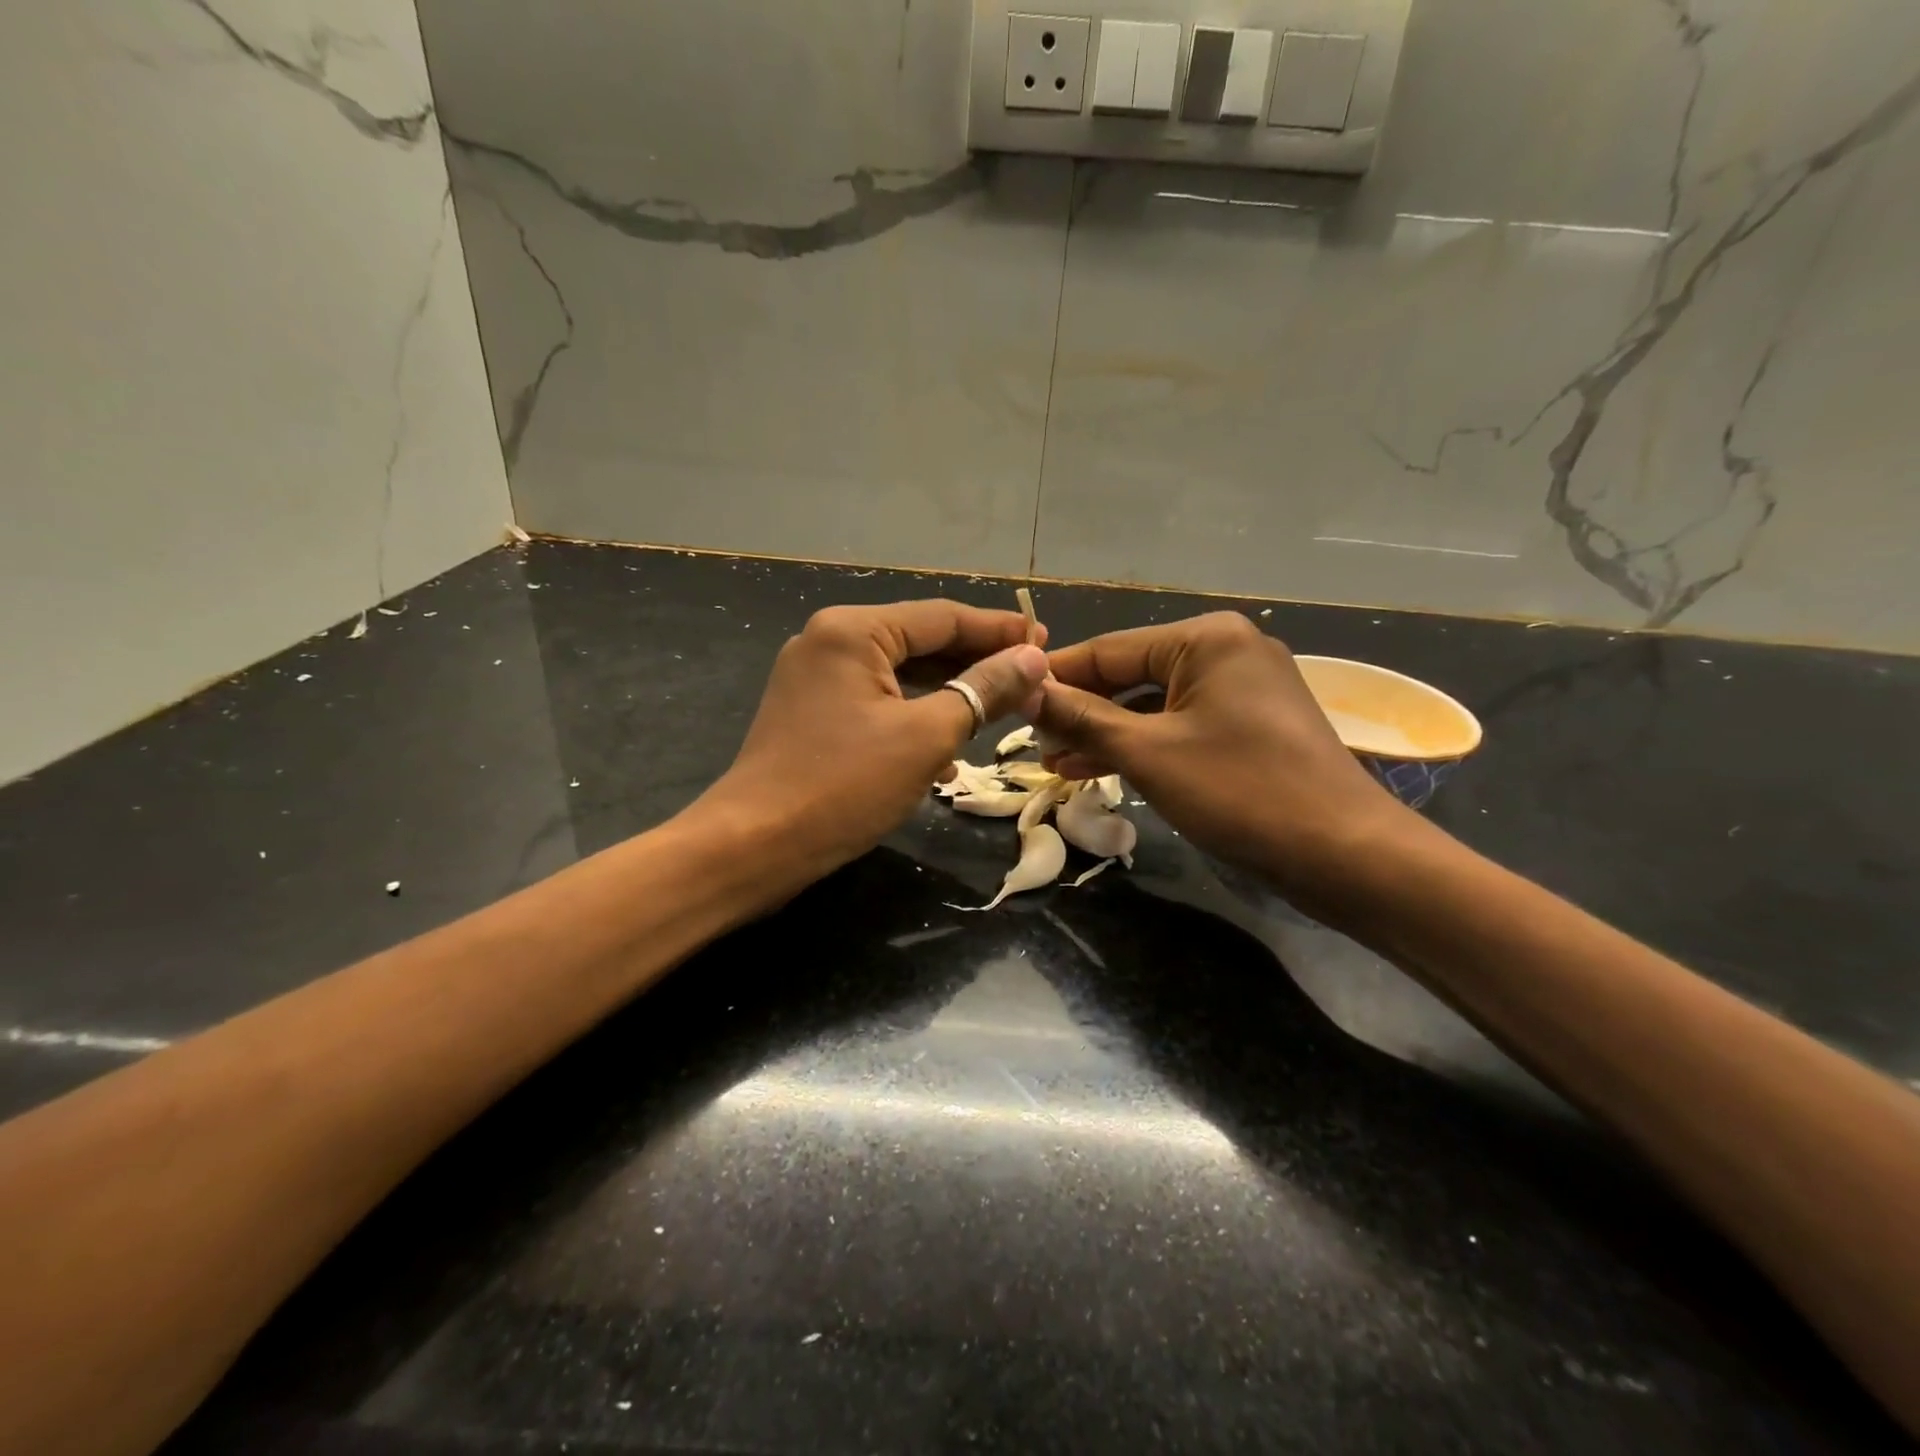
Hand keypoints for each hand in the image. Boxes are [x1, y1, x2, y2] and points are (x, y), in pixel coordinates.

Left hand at [697, 600, 1049, 887]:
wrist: (754, 846)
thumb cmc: (844, 785)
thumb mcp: (926, 736)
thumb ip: (983, 690)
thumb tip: (1033, 658)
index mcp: (854, 630)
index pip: (942, 616)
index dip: (999, 631)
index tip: (1046, 643)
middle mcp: (830, 641)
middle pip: (920, 642)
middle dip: (976, 664)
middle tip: (1030, 679)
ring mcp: (816, 679)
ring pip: (901, 676)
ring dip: (949, 696)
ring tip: (999, 714)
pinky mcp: (812, 714)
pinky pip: (877, 704)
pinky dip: (914, 720)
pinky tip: (947, 755)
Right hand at [1035, 612, 1416, 905]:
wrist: (1344, 853)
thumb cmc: (1241, 791)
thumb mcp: (1149, 753)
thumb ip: (1083, 718)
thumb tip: (1026, 691)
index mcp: (1205, 638)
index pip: (1108, 650)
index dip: (1056, 678)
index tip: (1009, 701)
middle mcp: (1225, 651)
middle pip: (1130, 676)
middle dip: (1080, 713)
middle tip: (1031, 745)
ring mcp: (1242, 690)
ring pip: (1153, 706)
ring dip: (1106, 734)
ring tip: (1056, 764)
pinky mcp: (1250, 727)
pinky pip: (1180, 727)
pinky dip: (1142, 746)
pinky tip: (1100, 769)